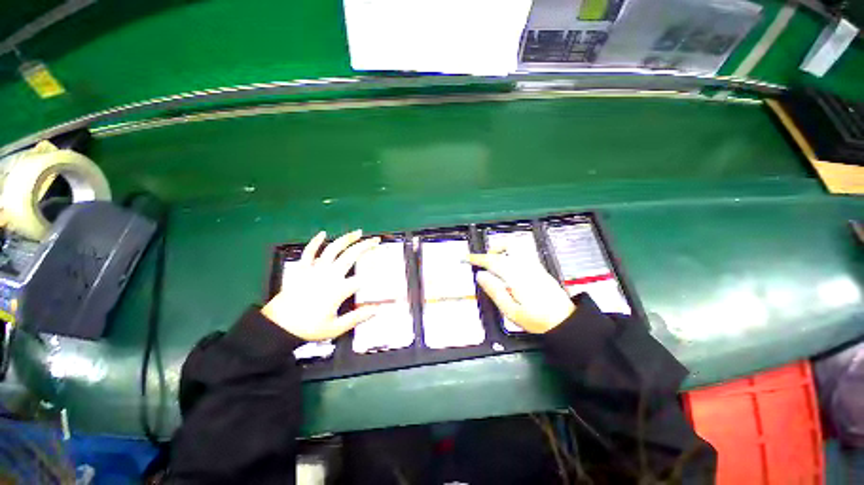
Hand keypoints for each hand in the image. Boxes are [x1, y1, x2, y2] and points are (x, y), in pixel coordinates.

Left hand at [262, 230, 380, 340]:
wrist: (278, 327)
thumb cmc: (308, 328)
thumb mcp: (336, 327)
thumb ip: (358, 317)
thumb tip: (378, 310)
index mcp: (339, 289)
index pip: (364, 277)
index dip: (378, 272)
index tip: (387, 267)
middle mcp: (329, 275)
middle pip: (351, 255)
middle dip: (366, 246)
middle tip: (376, 240)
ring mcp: (314, 270)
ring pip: (333, 249)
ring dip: (346, 239)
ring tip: (357, 232)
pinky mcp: (301, 269)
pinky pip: (308, 252)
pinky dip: (315, 242)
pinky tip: (322, 233)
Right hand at [468, 250, 574, 333]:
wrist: (565, 322)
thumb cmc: (537, 320)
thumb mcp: (511, 311)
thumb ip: (495, 291)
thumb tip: (480, 276)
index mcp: (517, 277)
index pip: (493, 261)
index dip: (478, 258)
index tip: (467, 257)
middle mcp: (527, 267)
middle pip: (508, 246)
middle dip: (492, 249)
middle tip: (483, 260)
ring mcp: (535, 266)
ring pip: (517, 246)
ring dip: (502, 249)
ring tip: (495, 261)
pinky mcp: (540, 268)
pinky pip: (523, 252)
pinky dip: (511, 253)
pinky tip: (508, 266)